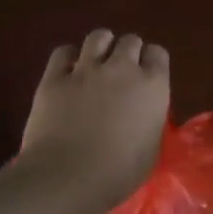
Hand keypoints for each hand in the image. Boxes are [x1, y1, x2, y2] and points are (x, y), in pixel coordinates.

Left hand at [18, 29, 169, 206]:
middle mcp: (122, 68)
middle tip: (121, 73)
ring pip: (98, 36)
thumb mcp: (150, 149)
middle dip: (127, 52)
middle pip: (130, 41)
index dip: (151, 63)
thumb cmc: (118, 173)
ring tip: (96, 64)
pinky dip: (69, 58)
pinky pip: (63, 52)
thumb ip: (149, 122)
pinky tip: (69, 72)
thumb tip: (143, 116)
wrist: (68, 177)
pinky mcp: (55, 77)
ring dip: (101, 46)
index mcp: (152, 86)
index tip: (146, 78)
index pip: (158, 54)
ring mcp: (86, 69)